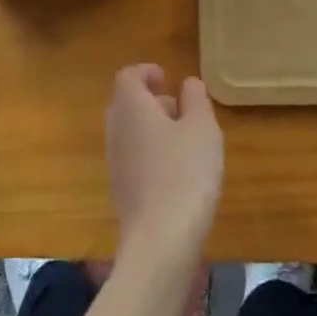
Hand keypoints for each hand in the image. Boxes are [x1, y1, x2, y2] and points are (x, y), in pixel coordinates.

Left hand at [106, 64, 222, 269]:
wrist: (160, 243)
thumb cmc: (184, 173)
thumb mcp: (202, 127)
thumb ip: (195, 98)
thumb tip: (188, 83)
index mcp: (130, 106)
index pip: (128, 76)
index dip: (147, 72)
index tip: (168, 79)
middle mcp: (115, 128)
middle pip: (127, 103)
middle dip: (152, 101)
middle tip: (181, 109)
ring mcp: (114, 161)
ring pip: (130, 131)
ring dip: (153, 129)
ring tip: (185, 142)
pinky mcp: (120, 190)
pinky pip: (133, 157)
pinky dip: (151, 153)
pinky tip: (177, 173)